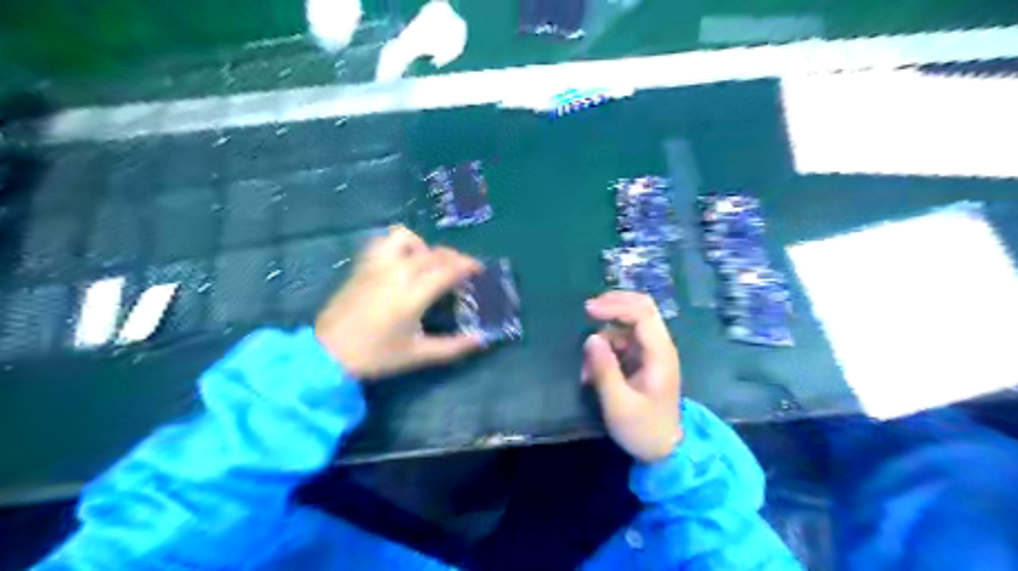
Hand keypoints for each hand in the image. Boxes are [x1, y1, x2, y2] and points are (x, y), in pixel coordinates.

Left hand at [316, 224, 486, 378]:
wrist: (327, 354)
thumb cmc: (376, 356)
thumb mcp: (418, 355)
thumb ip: (453, 346)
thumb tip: (482, 340)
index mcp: (412, 296)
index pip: (447, 270)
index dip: (468, 266)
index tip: (479, 270)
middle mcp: (396, 274)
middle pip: (432, 253)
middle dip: (454, 257)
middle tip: (463, 270)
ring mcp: (376, 266)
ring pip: (405, 238)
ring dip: (424, 246)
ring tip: (429, 263)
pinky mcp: (362, 266)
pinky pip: (383, 242)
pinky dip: (399, 244)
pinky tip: (403, 261)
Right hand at [581, 291, 682, 461]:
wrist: (664, 450)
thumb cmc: (643, 430)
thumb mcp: (618, 405)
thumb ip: (604, 370)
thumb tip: (591, 338)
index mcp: (660, 354)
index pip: (643, 314)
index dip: (616, 305)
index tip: (589, 310)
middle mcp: (659, 347)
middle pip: (641, 308)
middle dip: (613, 305)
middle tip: (588, 311)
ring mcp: (652, 352)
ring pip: (627, 325)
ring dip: (604, 336)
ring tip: (587, 368)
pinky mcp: (643, 359)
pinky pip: (622, 341)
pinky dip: (606, 348)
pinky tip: (593, 371)